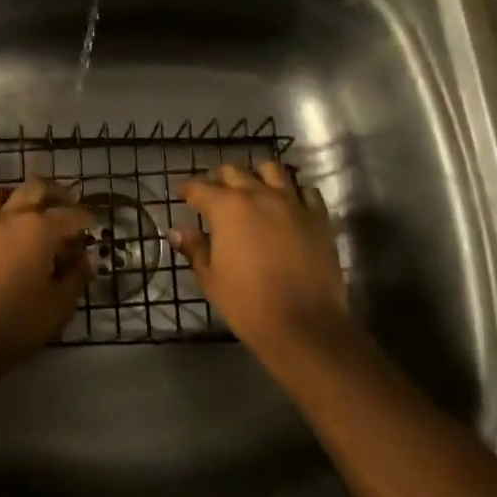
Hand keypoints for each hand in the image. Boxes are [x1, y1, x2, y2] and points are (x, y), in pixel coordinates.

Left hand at [0, 180, 92, 377]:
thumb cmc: (15, 324)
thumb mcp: (58, 308)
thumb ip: (76, 277)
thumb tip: (88, 258)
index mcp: (39, 230)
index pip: (70, 215)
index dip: (86, 218)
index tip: (94, 223)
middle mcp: (9, 218)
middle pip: (35, 188)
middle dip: (55, 193)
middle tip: (66, 205)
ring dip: (16, 197)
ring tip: (24, 212)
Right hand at [173, 161, 349, 356]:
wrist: (304, 325)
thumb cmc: (248, 303)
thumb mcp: (211, 279)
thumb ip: (195, 249)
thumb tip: (178, 231)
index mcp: (227, 208)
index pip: (200, 188)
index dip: (188, 189)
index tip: (182, 193)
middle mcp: (259, 196)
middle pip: (235, 172)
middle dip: (220, 179)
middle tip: (215, 194)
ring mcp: (292, 203)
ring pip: (272, 170)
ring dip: (258, 176)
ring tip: (254, 190)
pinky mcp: (318, 218)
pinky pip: (306, 191)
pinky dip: (295, 192)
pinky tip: (289, 204)